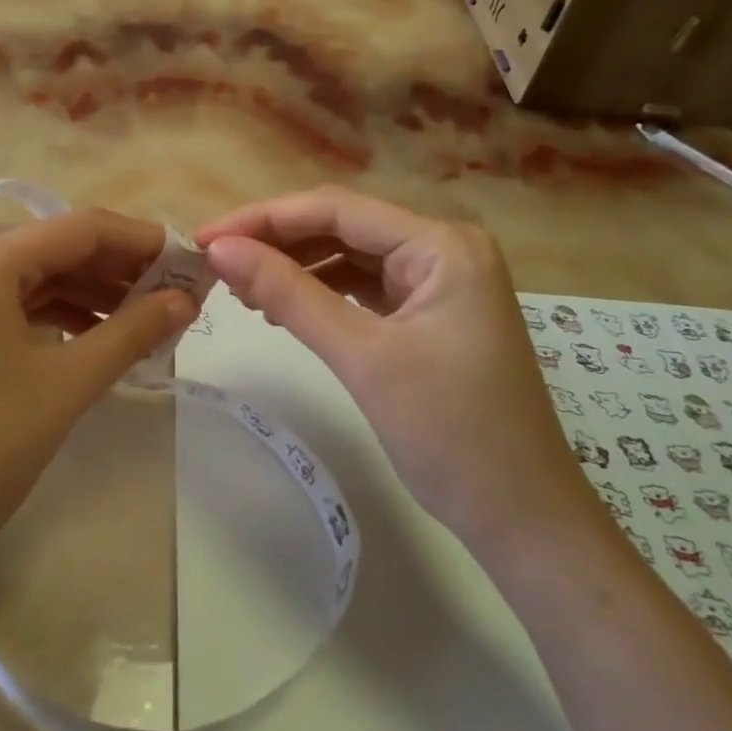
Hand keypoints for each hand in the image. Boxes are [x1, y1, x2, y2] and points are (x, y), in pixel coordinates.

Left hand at [0, 209, 197, 595]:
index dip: (140, 240)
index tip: (190, 261)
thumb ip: (132, 332)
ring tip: (148, 320)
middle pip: (58, 250)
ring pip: (38, 280)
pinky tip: (98, 339)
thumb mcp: (66, 384)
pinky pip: (17, 309)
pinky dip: (61, 318)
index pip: (80, 228)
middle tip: (177, 294)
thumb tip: (187, 299)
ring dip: (94, 295)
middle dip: (120, 270)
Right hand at [196, 186, 594, 549]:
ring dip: (296, 267)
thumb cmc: (452, 435)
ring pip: (350, 255)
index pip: (337, 209)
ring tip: (241, 288)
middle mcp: (444, 248)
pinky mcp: (430, 313)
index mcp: (442, 244)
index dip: (264, 219)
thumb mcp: (362, 357)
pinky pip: (364, 286)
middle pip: (343, 226)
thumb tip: (220, 250)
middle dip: (277, 241)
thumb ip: (288, 295)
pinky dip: (321, 293)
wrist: (524, 521)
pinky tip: (283, 309)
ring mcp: (440, 281)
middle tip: (216, 263)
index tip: (206, 239)